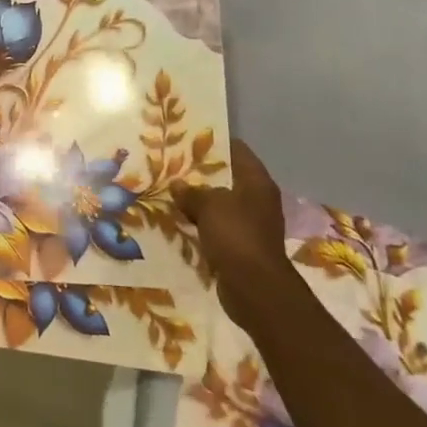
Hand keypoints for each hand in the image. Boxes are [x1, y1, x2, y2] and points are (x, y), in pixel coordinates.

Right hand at [171, 141, 285, 321]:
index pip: (237, 151)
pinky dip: (200, 224)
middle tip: (171, 166)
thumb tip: (178, 185)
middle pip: (227, 178)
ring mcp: (250, 224)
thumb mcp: (209, 206)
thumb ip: (192, 192)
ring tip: (168, 192)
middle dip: (201, 174)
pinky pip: (216, 227)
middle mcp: (257, 200)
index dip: (214, 143)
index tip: (187, 139)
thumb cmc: (236, 236)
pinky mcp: (240, 246)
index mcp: (257, 183)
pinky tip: (178, 221)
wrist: (254, 287)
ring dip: (198, 201)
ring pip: (220, 204)